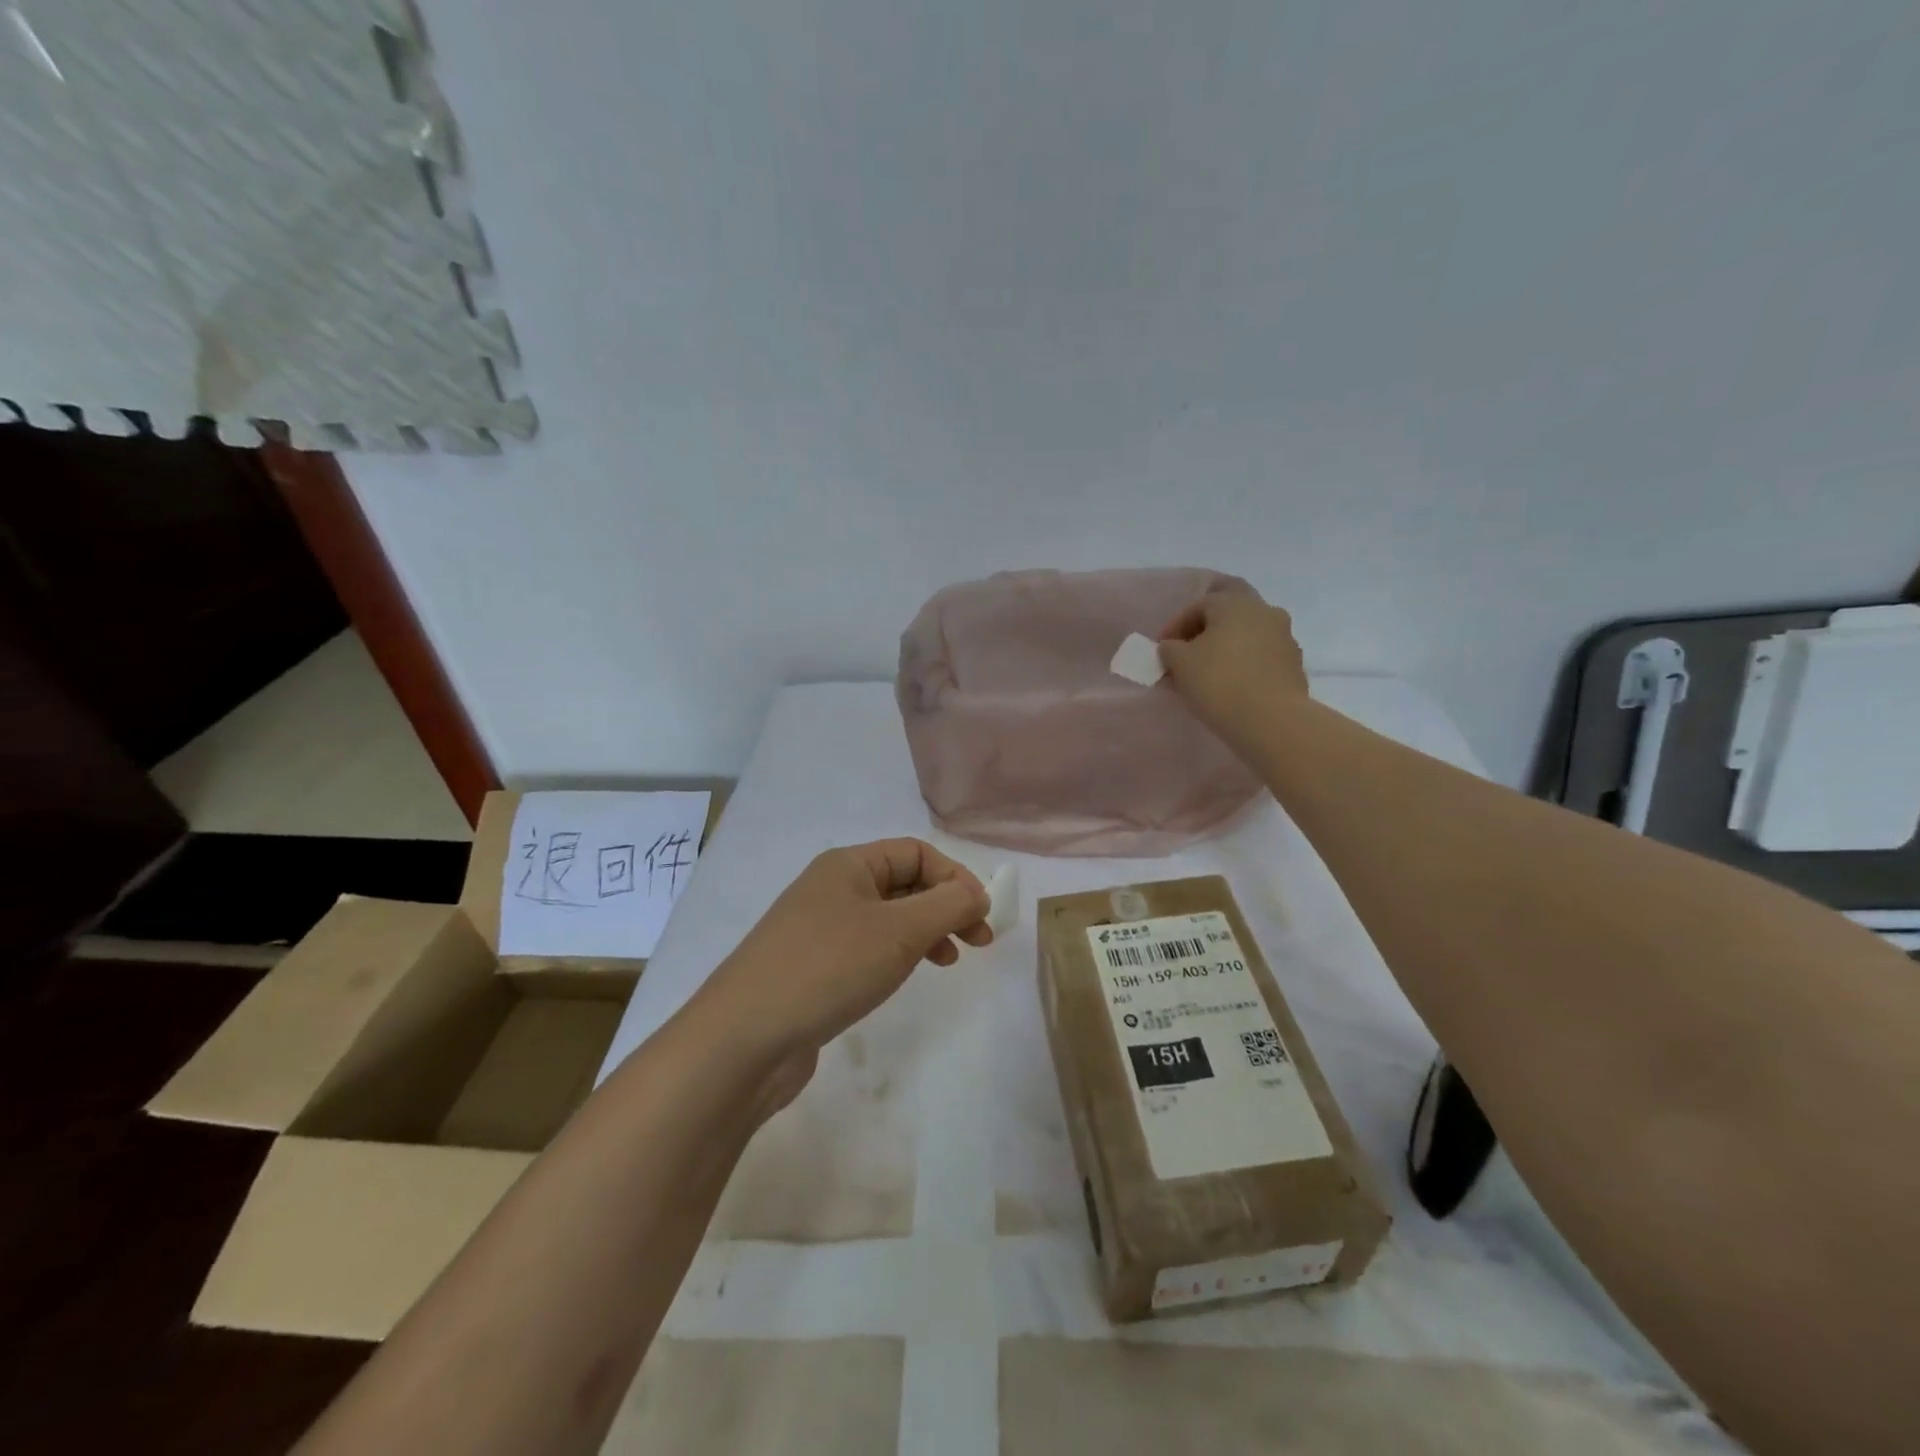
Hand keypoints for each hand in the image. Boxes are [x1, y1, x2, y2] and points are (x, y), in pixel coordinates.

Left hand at [698, 840, 991, 1074]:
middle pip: (903, 882)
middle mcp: (832, 887)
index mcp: (847, 864)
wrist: (743, 1038)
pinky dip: (896, 955)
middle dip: (945, 906)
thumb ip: (947, 906)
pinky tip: (904, 977)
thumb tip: (977, 895)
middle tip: (979, 943)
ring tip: (949, 961)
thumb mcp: (899, 931)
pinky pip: (866, 947)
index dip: (955, 877)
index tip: (981, 915)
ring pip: (887, 917)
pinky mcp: (812, 966)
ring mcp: (818, 928)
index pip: (916, 852)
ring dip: (924, 931)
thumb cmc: (828, 968)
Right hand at [1158, 584, 1308, 753]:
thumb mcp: (1179, 663)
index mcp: (1235, 602)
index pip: (1197, 605)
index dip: (1175, 626)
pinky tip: (1232, 683)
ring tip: (1208, 671)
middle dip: (1205, 629)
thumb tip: (1173, 647)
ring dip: (1227, 646)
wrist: (1271, 720)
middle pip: (1228, 612)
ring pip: (1247, 633)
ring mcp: (1284, 637)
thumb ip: (1170, 648)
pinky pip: (1261, 655)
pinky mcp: (1294, 663)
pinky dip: (1244, 662)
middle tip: (1187, 652)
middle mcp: (1264, 610)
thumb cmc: (1219, 682)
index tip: (1161, 650)